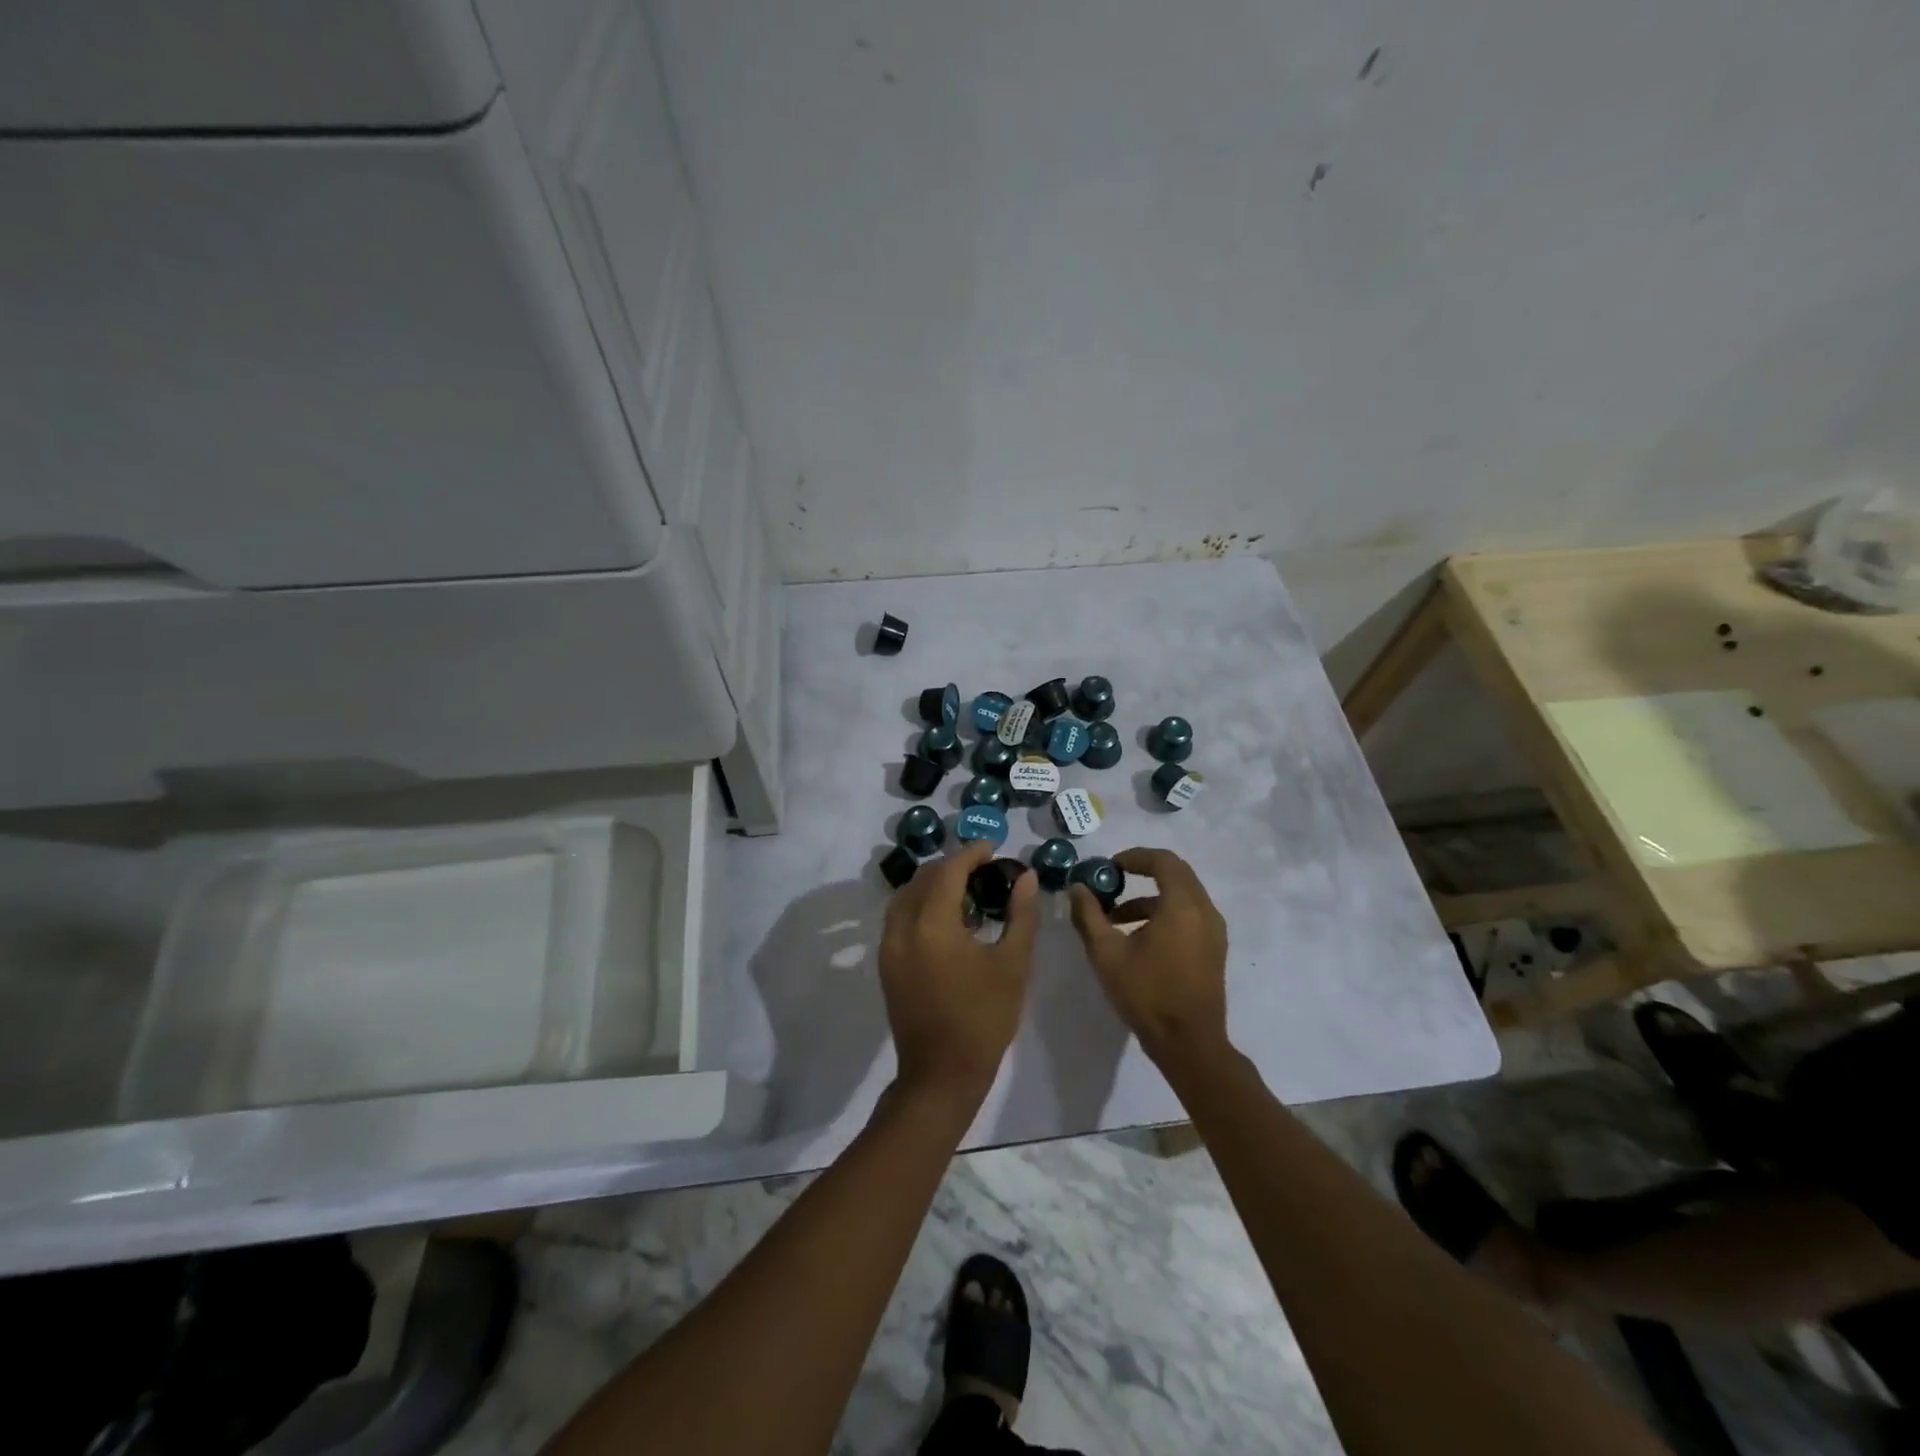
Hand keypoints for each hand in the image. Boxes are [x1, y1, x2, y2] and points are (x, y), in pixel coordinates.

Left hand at [879, 840, 1039, 1108]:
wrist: (941, 1073)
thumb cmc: (984, 1018)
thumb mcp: (1013, 964)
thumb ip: (1021, 914)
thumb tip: (1026, 876)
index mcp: (933, 923)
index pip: (949, 870)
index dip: (971, 853)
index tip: (993, 849)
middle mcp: (903, 927)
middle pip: (924, 878)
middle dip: (953, 866)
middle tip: (984, 869)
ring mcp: (889, 945)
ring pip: (907, 895)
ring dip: (934, 883)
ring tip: (966, 890)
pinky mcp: (886, 962)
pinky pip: (900, 916)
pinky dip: (921, 903)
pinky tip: (947, 918)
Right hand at [1069, 848, 1229, 1065]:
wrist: (1189, 1044)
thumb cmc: (1147, 994)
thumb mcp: (1107, 953)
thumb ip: (1089, 915)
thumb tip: (1077, 887)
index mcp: (1182, 905)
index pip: (1163, 860)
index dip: (1134, 856)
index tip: (1109, 867)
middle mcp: (1204, 911)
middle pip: (1175, 874)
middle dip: (1142, 873)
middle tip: (1110, 884)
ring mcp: (1214, 931)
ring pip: (1182, 896)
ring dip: (1149, 898)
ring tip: (1115, 919)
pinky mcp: (1213, 949)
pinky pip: (1189, 915)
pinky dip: (1164, 914)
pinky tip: (1138, 939)